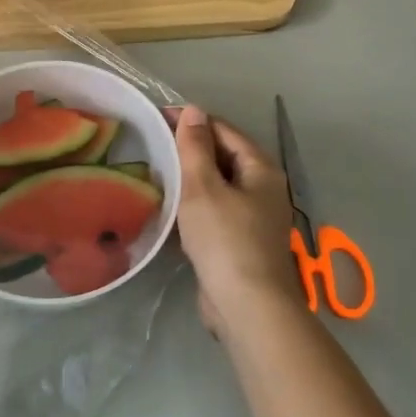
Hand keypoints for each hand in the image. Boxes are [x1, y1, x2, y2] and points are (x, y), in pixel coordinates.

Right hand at [171, 105, 304, 338]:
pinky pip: (215, 211)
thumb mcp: (203, 187)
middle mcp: (263, 188)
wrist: (247, 306)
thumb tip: (193, 110)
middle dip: (190, 149)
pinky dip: (194, 205)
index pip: (223, 130)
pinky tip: (171, 208)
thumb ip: (196, 147)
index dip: (191, 121)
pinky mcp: (240, 241)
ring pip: (217, 186)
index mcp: (260, 169)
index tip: (157, 119)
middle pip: (223, 156)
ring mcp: (254, 217)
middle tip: (152, 145)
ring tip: (156, 172)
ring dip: (190, 178)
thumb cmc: (225, 240)